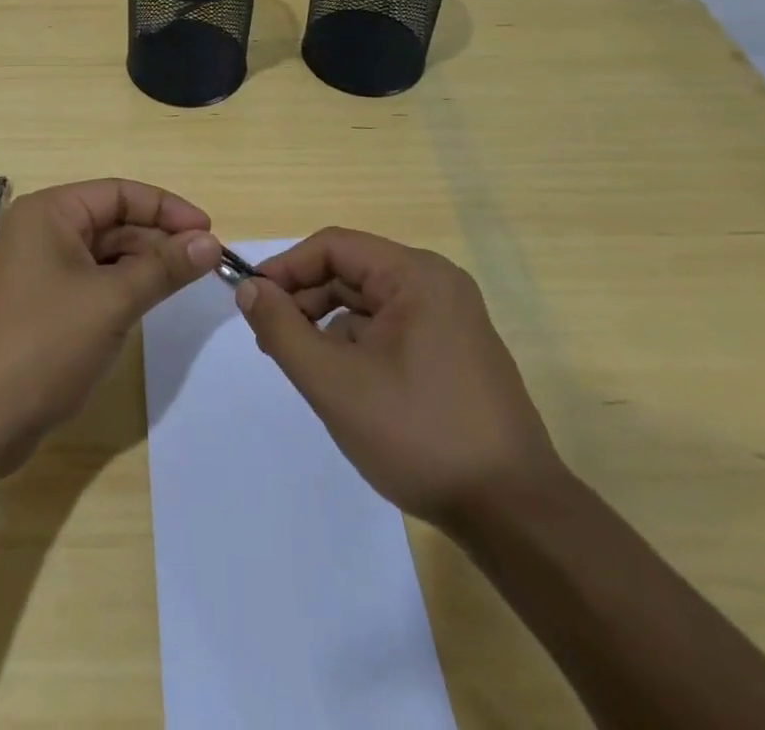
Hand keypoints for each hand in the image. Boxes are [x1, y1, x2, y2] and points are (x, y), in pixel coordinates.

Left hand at [0, 178, 221, 479]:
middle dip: (157, 240)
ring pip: (101, 255)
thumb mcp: (112, 302)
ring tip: (182, 285)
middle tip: (203, 265)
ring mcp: (34, 271)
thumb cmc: (42, 345)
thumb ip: (164, 268)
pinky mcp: (35, 307)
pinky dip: (118, 290)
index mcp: (49, 213)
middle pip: (111, 222)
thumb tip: (210, 241)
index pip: (119, 193)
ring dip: (141, 266)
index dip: (167, 209)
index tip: (209, 232)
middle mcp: (38, 232)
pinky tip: (145, 306)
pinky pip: (87, 284)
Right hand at [234, 228, 562, 532]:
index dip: (285, 268)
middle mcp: (437, 284)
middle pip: (351, 272)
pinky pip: (391, 328)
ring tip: (300, 365)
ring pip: (368, 303)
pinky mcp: (455, 352)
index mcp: (415, 276)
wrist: (516, 517)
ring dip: (328, 326)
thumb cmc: (419, 435)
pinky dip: (357, 345)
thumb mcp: (334, 382)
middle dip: (305, 300)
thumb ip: (282, 328)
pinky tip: (342, 383)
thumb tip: (249, 288)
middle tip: (270, 341)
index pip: (333, 247)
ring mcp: (451, 319)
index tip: (251, 301)